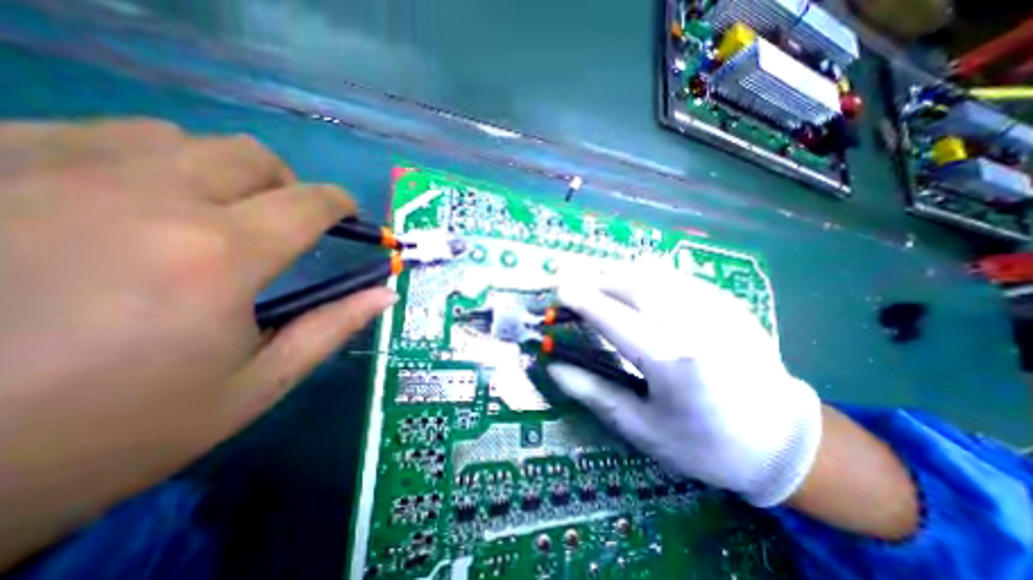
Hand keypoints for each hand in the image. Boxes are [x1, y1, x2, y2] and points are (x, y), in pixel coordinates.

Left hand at [0, 117, 395, 566]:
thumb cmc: (119, 428)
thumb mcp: (255, 385)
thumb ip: (330, 328)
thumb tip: (383, 293)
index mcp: (220, 256)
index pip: (309, 202)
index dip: (339, 203)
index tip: (346, 215)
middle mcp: (145, 198)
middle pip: (249, 156)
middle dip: (285, 185)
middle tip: (282, 221)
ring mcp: (46, 172)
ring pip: (176, 139)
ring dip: (215, 172)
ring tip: (207, 215)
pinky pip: (90, 135)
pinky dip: (139, 161)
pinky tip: (126, 204)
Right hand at [547, 264, 824, 506]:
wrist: (785, 443)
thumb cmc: (705, 444)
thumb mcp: (641, 428)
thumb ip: (593, 392)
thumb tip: (554, 366)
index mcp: (671, 362)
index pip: (614, 319)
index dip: (583, 300)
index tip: (559, 289)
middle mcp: (694, 325)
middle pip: (634, 284)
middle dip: (598, 279)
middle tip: (576, 284)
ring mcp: (716, 308)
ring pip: (655, 273)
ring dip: (620, 274)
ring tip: (601, 285)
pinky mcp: (728, 302)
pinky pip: (676, 277)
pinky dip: (646, 276)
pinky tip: (637, 290)